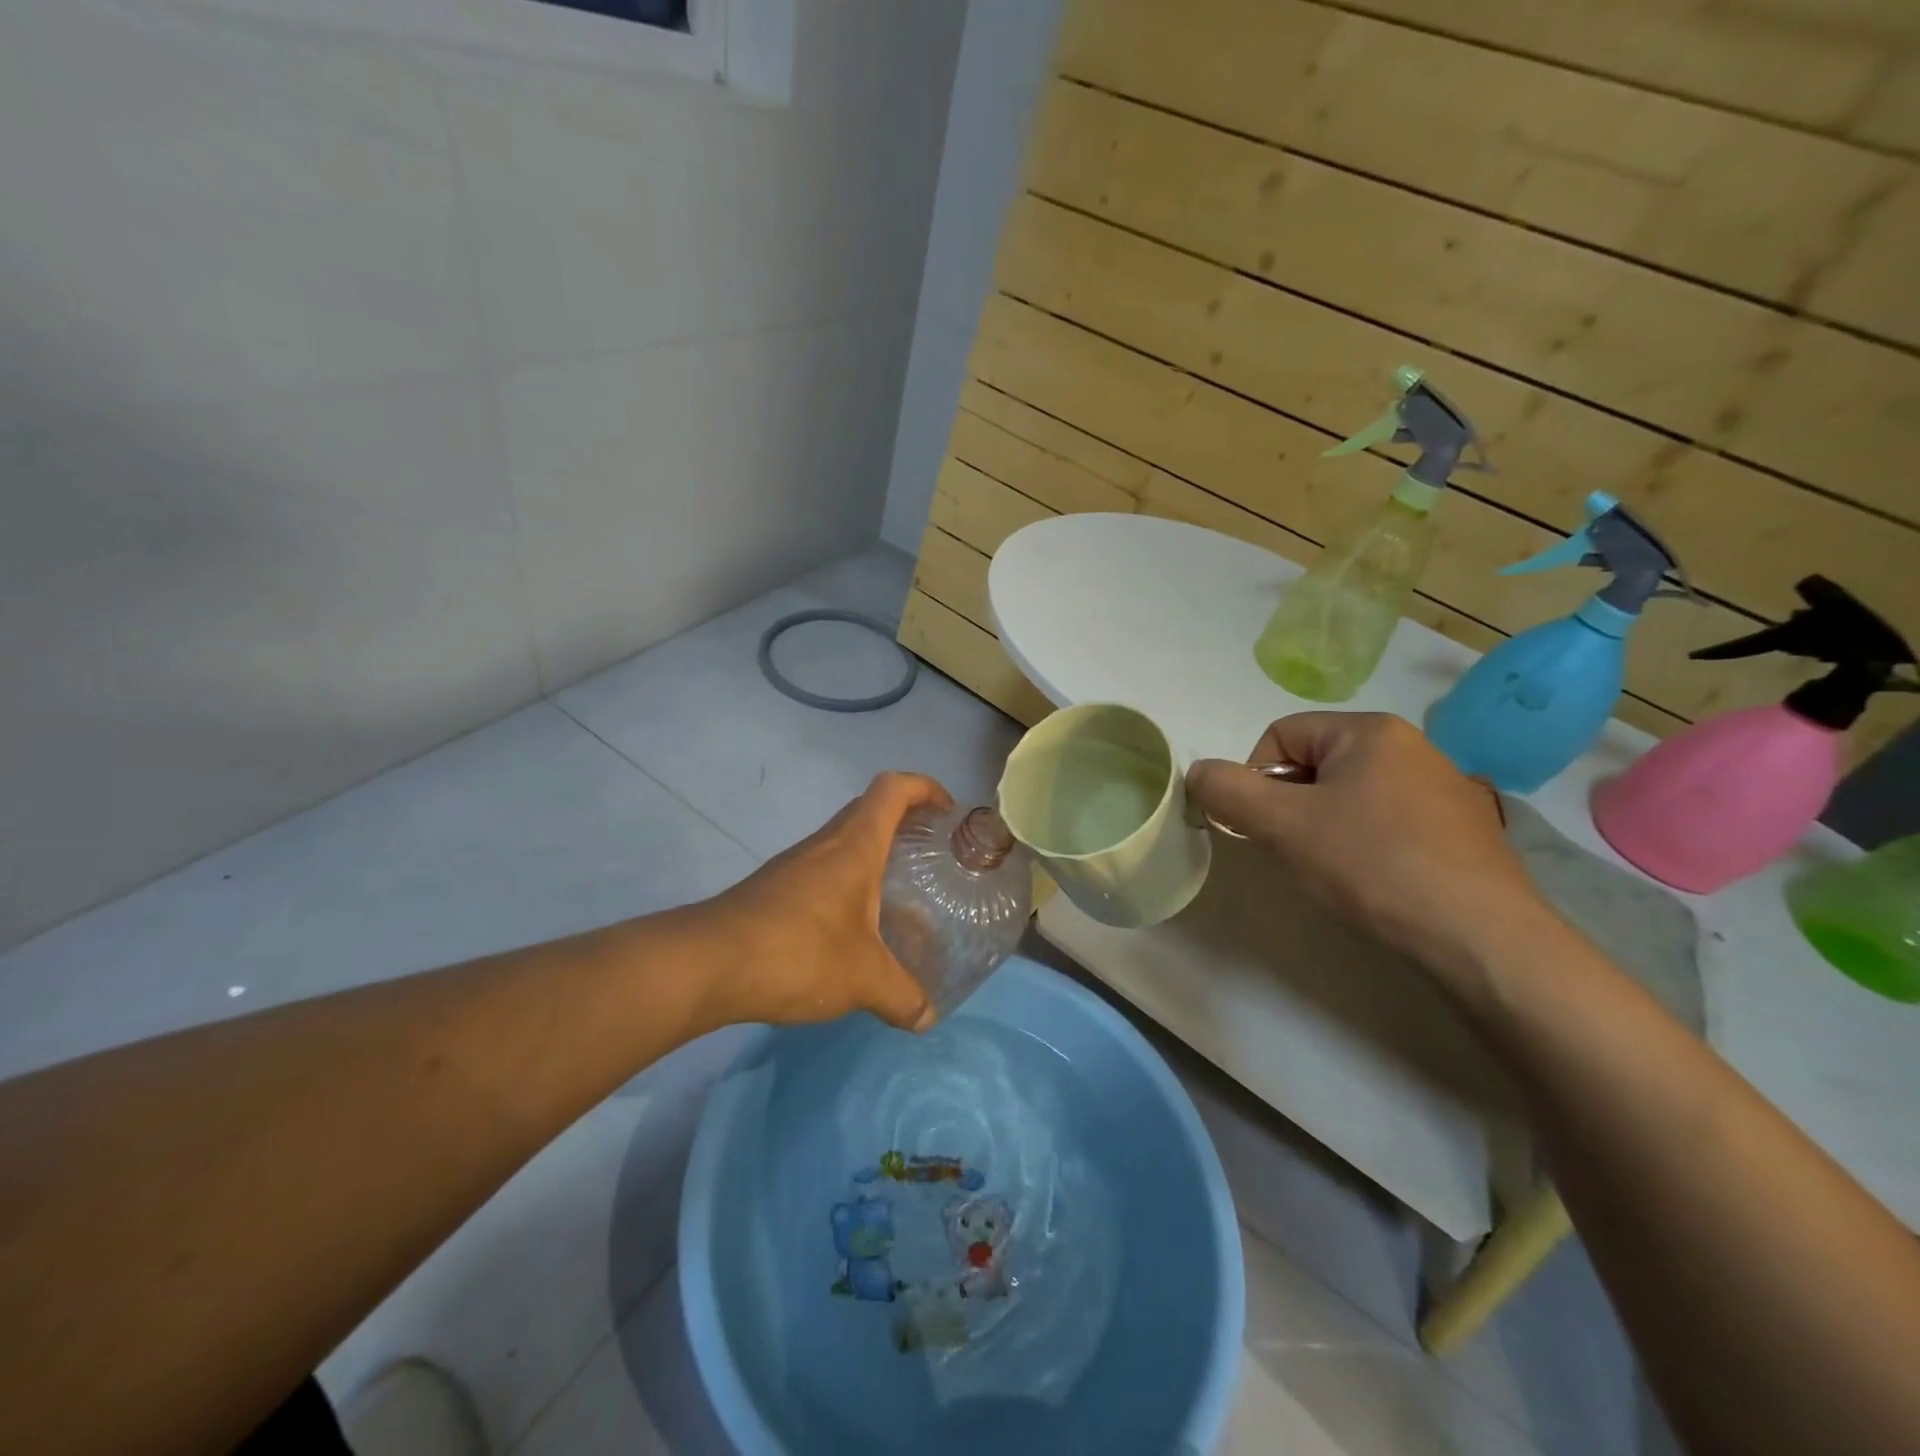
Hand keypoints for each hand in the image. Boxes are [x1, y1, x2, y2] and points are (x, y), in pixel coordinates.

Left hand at [693, 772, 952, 1031]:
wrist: (709, 963)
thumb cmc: (799, 952)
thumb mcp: (864, 979)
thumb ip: (902, 996)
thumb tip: (927, 1017)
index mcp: (855, 846)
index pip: (893, 789)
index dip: (924, 787)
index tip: (947, 811)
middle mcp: (825, 843)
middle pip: (869, 809)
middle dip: (904, 821)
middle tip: (929, 855)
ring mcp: (795, 864)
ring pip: (842, 840)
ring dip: (872, 853)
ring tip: (898, 894)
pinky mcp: (774, 888)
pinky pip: (821, 868)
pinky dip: (845, 881)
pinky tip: (851, 926)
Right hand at [1188, 713, 1555, 986]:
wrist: (1481, 938)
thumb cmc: (1373, 864)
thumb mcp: (1282, 824)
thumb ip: (1226, 791)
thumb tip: (1197, 773)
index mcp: (1370, 730)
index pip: (1280, 735)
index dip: (1255, 779)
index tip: (1263, 827)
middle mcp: (1412, 746)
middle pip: (1314, 765)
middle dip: (1289, 806)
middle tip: (1294, 850)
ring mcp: (1443, 788)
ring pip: (1348, 796)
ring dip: (1322, 827)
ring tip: (1333, 871)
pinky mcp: (1461, 830)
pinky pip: (1386, 821)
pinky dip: (1363, 845)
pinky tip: (1373, 881)